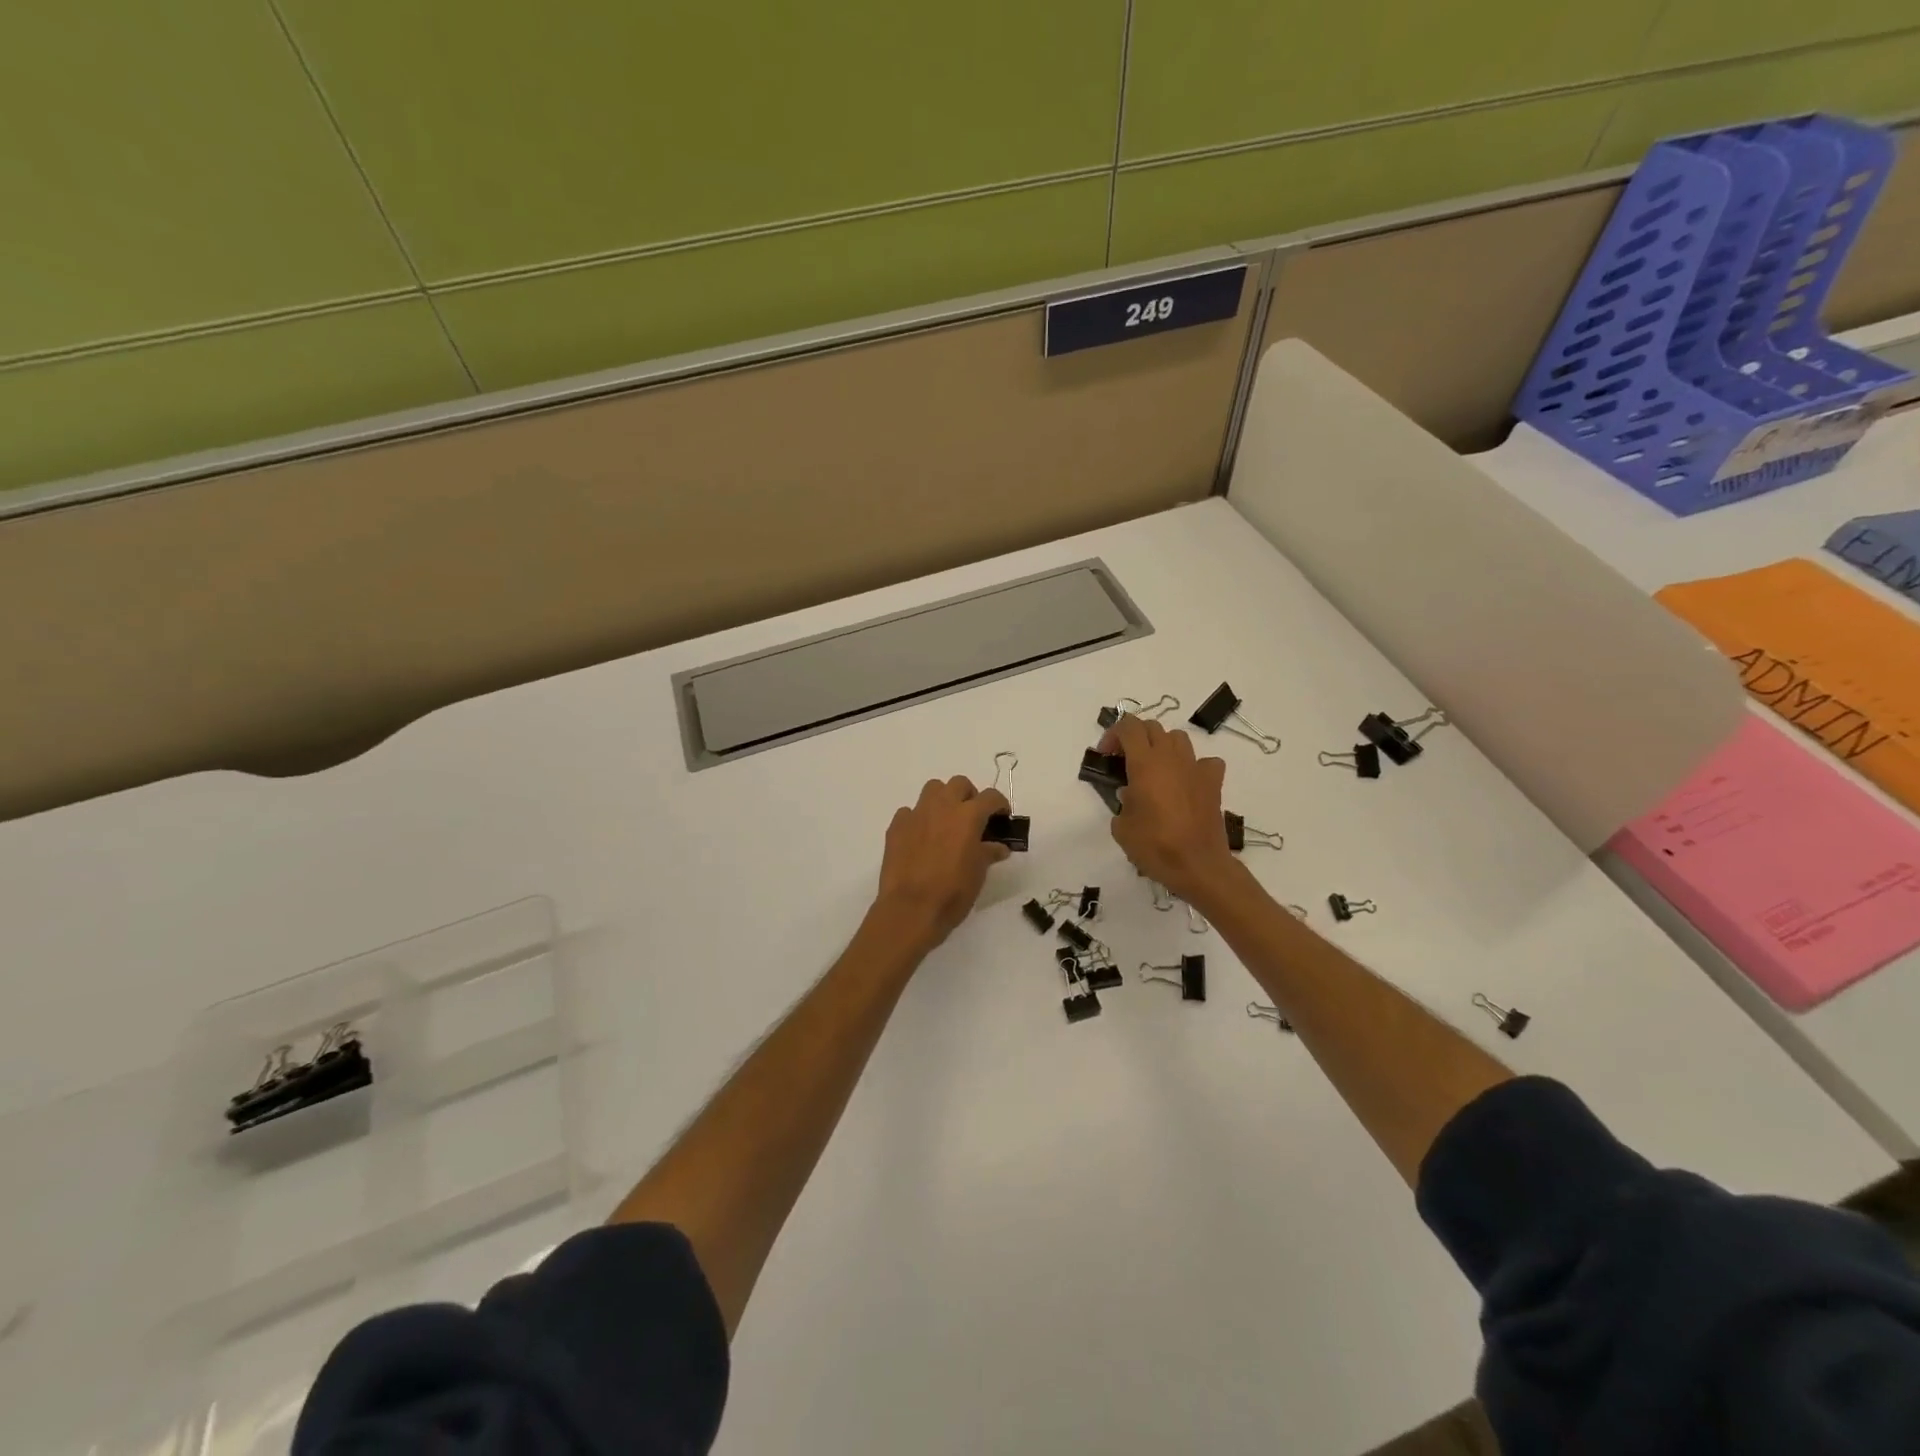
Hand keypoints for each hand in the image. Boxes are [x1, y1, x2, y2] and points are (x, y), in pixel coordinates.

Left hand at [872, 776, 1011, 952]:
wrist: (910, 909)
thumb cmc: (952, 892)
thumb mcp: (979, 873)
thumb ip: (989, 853)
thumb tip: (998, 847)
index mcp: (968, 816)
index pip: (991, 796)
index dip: (1000, 804)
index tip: (1001, 817)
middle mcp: (942, 807)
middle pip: (959, 784)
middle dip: (969, 796)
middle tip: (973, 819)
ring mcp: (916, 814)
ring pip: (933, 790)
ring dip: (943, 800)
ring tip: (946, 823)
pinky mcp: (896, 826)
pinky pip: (910, 812)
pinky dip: (919, 819)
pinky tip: (921, 838)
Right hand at [1100, 715, 1237, 904]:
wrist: (1198, 865)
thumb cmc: (1154, 846)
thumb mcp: (1122, 827)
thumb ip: (1122, 803)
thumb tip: (1131, 795)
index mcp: (1144, 764)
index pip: (1128, 727)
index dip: (1113, 735)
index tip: (1106, 756)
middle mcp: (1171, 758)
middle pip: (1152, 727)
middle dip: (1135, 737)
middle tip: (1125, 760)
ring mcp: (1195, 768)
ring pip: (1177, 738)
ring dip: (1162, 746)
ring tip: (1154, 768)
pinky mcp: (1213, 783)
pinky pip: (1205, 761)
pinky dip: (1193, 766)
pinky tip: (1186, 782)